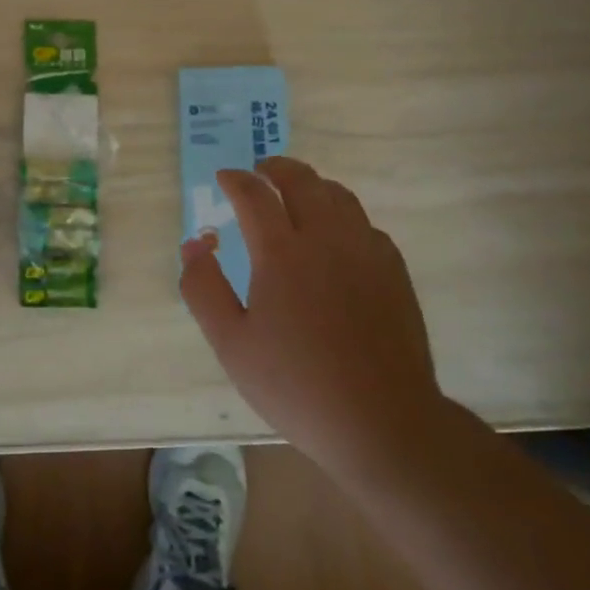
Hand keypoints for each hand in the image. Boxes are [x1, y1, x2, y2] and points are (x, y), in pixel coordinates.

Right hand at [179, 156, 445, 476]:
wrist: (382, 421)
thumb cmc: (296, 385)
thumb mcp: (231, 343)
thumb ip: (203, 288)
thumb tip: (194, 244)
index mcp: (282, 253)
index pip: (254, 195)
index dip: (236, 179)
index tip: (224, 177)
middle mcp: (327, 238)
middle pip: (302, 181)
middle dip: (276, 168)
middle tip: (260, 171)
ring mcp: (366, 251)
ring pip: (339, 195)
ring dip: (312, 184)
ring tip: (296, 194)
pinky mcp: (394, 270)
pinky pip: (364, 223)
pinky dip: (341, 214)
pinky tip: (334, 236)